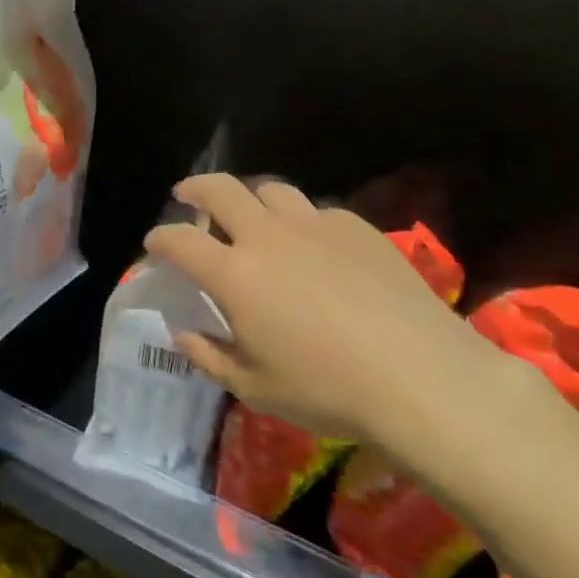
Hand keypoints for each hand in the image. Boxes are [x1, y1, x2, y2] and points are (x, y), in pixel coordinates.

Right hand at [143, 174, 515, 454]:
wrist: (423, 378)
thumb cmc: (328, 390)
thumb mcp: (254, 388)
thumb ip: (209, 356)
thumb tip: (183, 334)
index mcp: (234, 274)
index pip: (179, 240)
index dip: (160, 239)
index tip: (154, 245)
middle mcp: (268, 237)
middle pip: (220, 189)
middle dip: (195, 187)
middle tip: (188, 195)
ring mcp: (316, 226)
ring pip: (271, 190)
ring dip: (250, 198)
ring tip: (251, 215)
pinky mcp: (358, 229)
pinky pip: (317, 211)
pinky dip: (301, 221)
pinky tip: (313, 246)